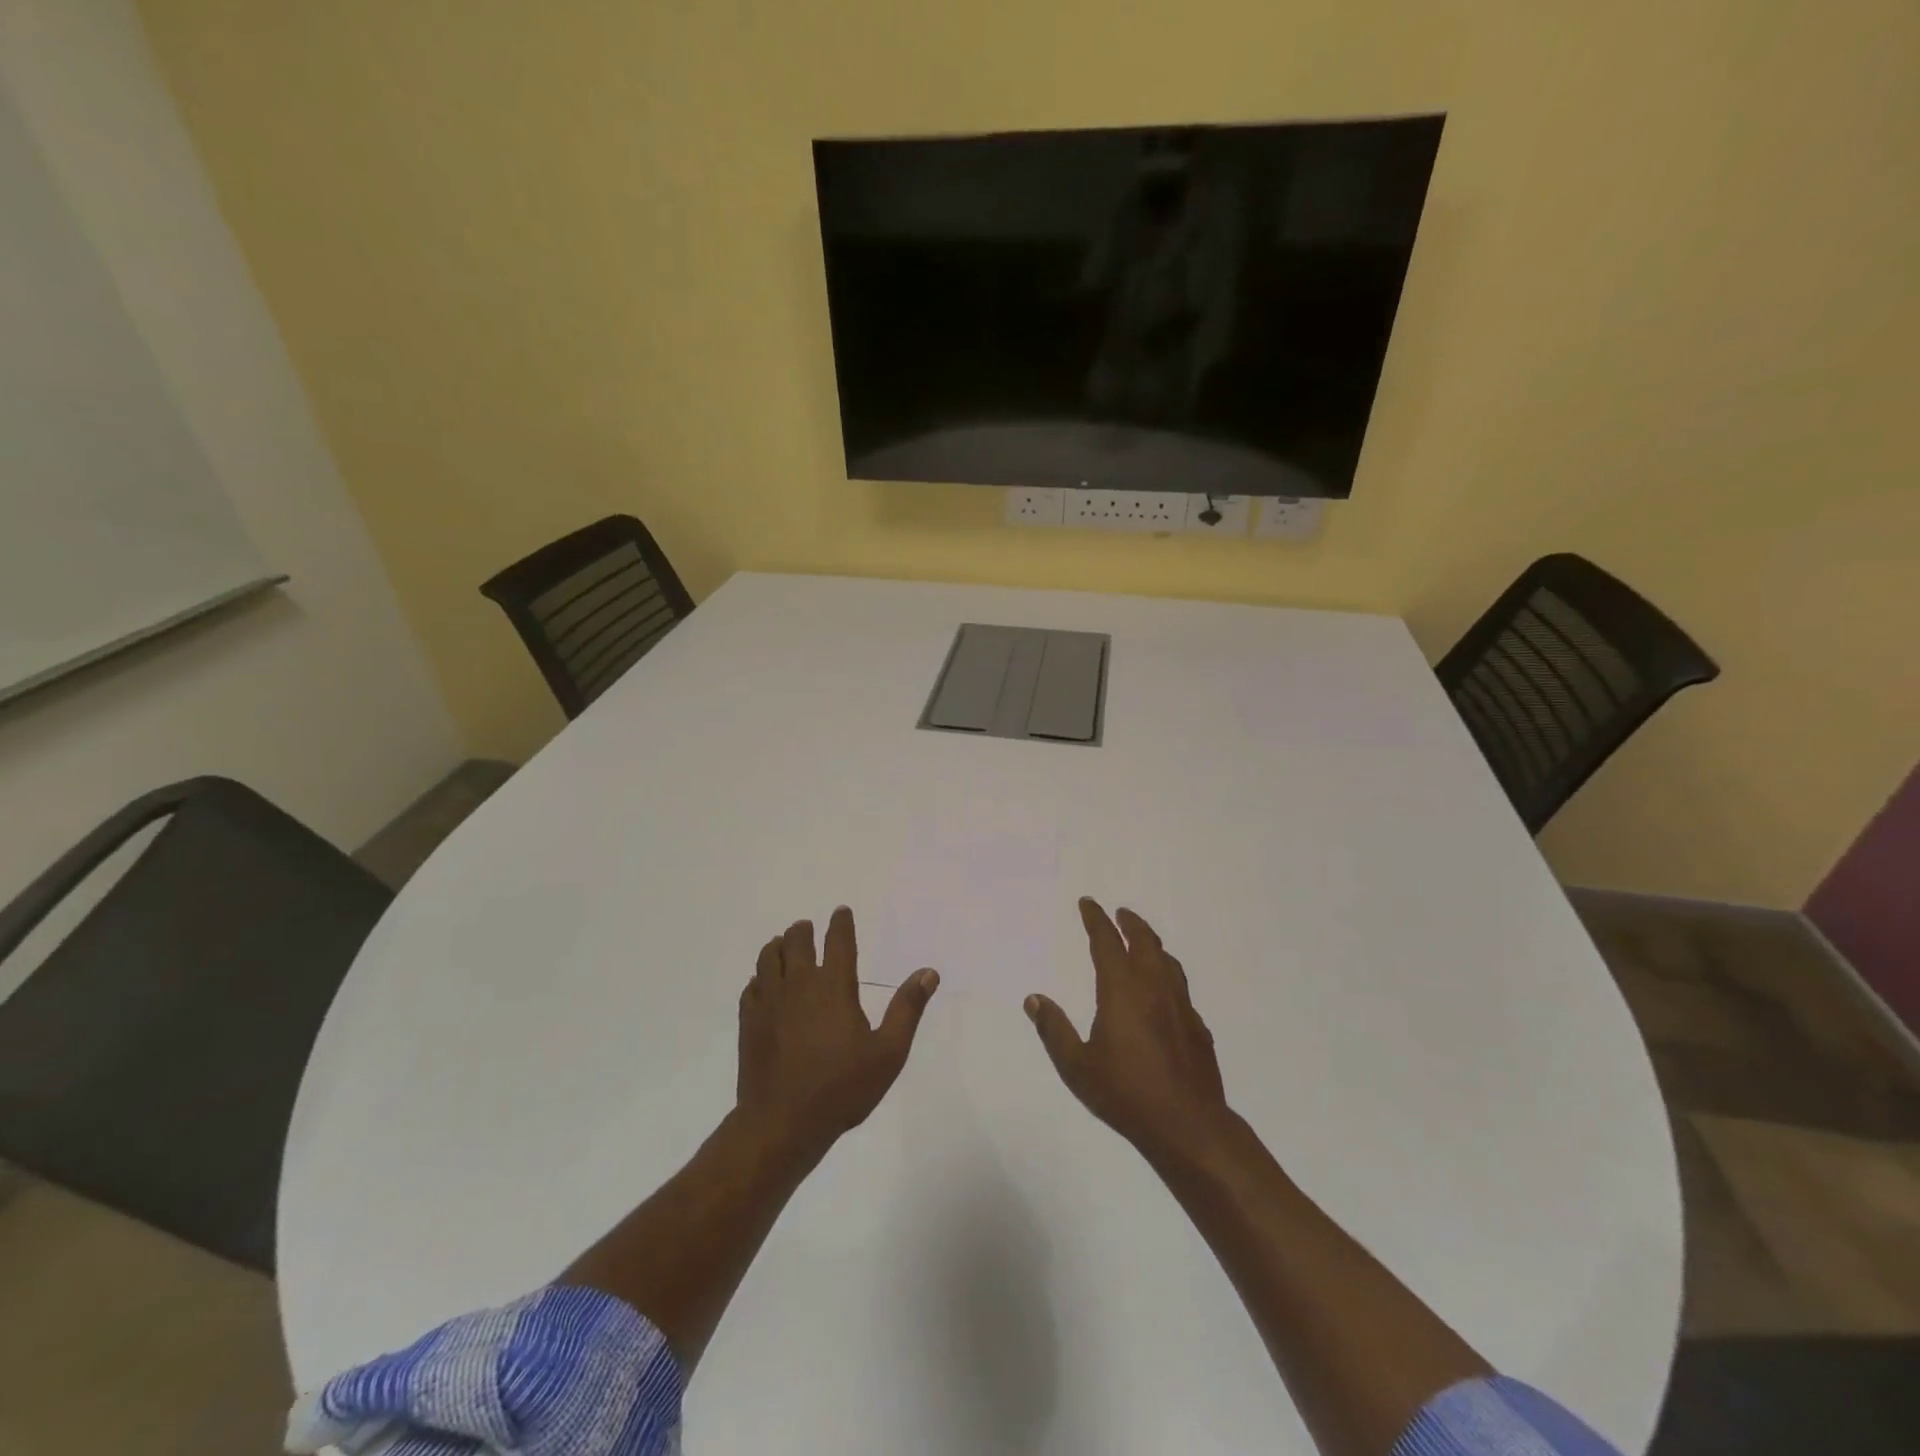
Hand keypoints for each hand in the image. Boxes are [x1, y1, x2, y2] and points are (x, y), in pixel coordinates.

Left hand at [737, 907, 938, 1158]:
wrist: (782, 1123)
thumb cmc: (841, 1088)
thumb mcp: (888, 1053)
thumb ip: (907, 1009)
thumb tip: (928, 972)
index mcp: (834, 986)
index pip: (838, 941)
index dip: (841, 923)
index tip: (841, 912)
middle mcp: (799, 985)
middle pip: (796, 942)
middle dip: (803, 931)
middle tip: (807, 928)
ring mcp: (769, 1002)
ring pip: (768, 958)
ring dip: (777, 947)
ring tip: (782, 945)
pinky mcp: (748, 1022)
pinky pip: (751, 987)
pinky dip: (758, 978)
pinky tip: (762, 984)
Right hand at [1026, 899, 1231, 1159]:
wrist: (1188, 1125)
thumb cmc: (1126, 1093)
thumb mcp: (1076, 1066)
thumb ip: (1054, 1030)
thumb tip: (1033, 998)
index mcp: (1122, 990)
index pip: (1107, 942)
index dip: (1096, 919)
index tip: (1088, 903)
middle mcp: (1153, 988)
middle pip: (1144, 942)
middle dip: (1130, 923)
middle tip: (1120, 913)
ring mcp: (1180, 1006)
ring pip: (1167, 961)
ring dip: (1152, 944)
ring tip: (1142, 942)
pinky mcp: (1197, 1026)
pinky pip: (1180, 987)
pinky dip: (1167, 974)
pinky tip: (1163, 991)